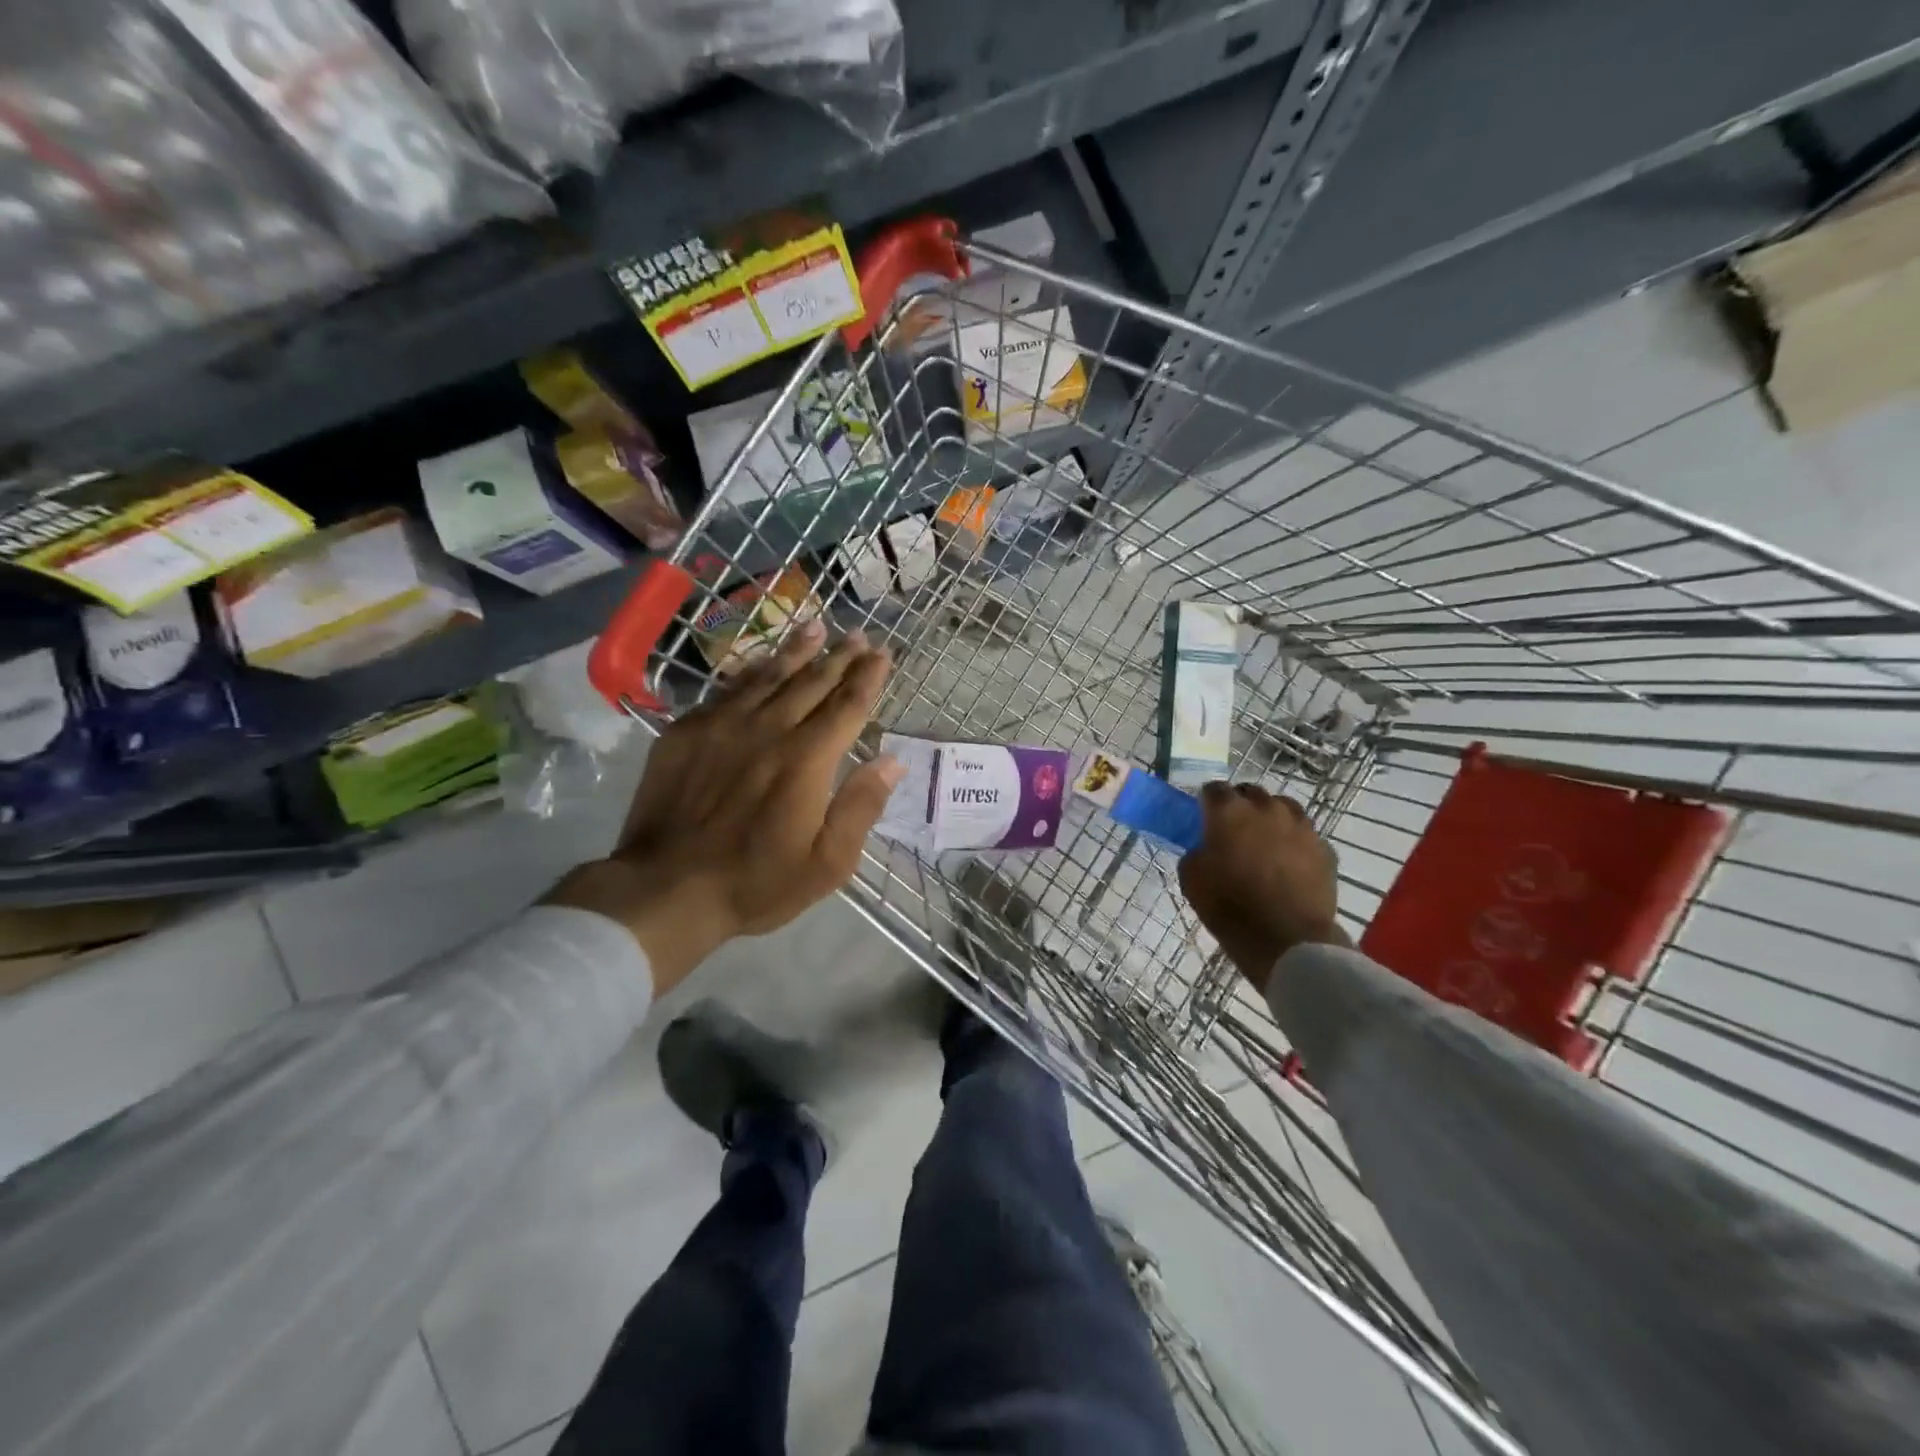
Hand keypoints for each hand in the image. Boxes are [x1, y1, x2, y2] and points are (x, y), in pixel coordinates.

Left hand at [547, 621, 902, 992]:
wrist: (665, 888)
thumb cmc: (756, 881)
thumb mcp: (827, 863)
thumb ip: (861, 807)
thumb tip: (892, 761)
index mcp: (807, 760)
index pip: (847, 706)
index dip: (868, 678)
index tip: (883, 654)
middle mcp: (769, 729)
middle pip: (812, 682)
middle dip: (840, 657)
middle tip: (859, 635)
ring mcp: (723, 726)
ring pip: (770, 676)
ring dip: (798, 651)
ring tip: (817, 627)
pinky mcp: (687, 731)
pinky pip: (728, 690)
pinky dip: (752, 671)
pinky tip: (760, 661)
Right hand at [1178, 782, 1348, 990]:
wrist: (1288, 939)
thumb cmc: (1230, 906)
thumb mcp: (1191, 878)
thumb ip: (1196, 852)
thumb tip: (1206, 848)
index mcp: (1229, 811)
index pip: (1213, 789)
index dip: (1206, 802)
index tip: (1203, 818)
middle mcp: (1266, 808)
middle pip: (1250, 792)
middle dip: (1240, 805)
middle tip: (1233, 831)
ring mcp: (1301, 826)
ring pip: (1283, 808)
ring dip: (1271, 818)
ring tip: (1265, 842)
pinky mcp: (1325, 848)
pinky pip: (1305, 835)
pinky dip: (1294, 842)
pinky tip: (1289, 864)